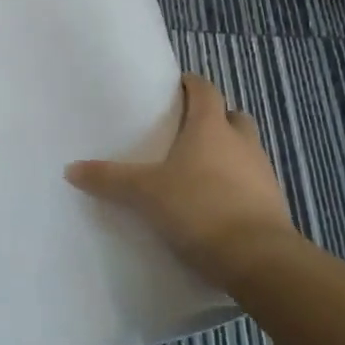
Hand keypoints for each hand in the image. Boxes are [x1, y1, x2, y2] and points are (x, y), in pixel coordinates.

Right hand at [65, 73, 297, 288]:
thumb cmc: (199, 209)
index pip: (205, 90)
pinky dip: (236, 185)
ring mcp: (262, 173)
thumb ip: (109, 179)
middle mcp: (242, 142)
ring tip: (197, 171)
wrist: (258, 259)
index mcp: (212, 127)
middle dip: (213, 119)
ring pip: (245, 150)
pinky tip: (214, 204)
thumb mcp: (145, 194)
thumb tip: (70, 168)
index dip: (191, 85)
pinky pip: (252, 182)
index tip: (176, 88)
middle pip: (231, 117)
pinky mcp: (273, 203)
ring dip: (227, 153)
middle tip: (186, 132)